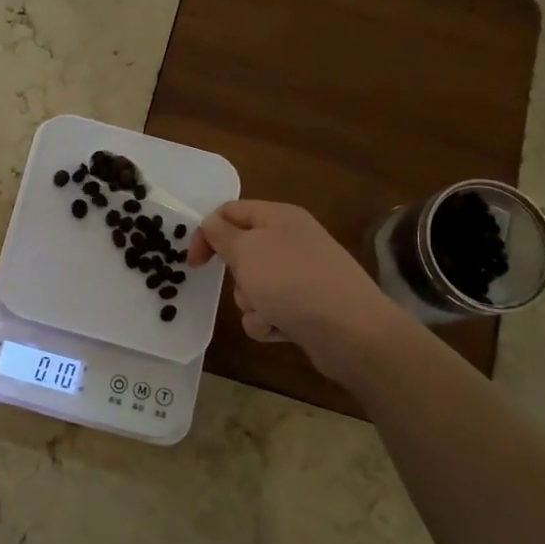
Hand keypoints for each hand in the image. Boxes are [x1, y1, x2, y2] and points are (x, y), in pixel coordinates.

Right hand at [189, 201, 407, 374]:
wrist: (350, 331)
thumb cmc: (290, 281)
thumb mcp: (245, 250)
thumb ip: (220, 234)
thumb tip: (211, 222)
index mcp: (279, 216)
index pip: (230, 212)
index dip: (207, 233)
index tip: (194, 263)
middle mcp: (292, 240)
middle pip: (242, 252)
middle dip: (236, 276)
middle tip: (245, 285)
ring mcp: (302, 275)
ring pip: (253, 286)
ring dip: (251, 303)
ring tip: (268, 312)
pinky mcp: (307, 306)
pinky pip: (271, 311)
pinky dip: (269, 322)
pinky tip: (281, 329)